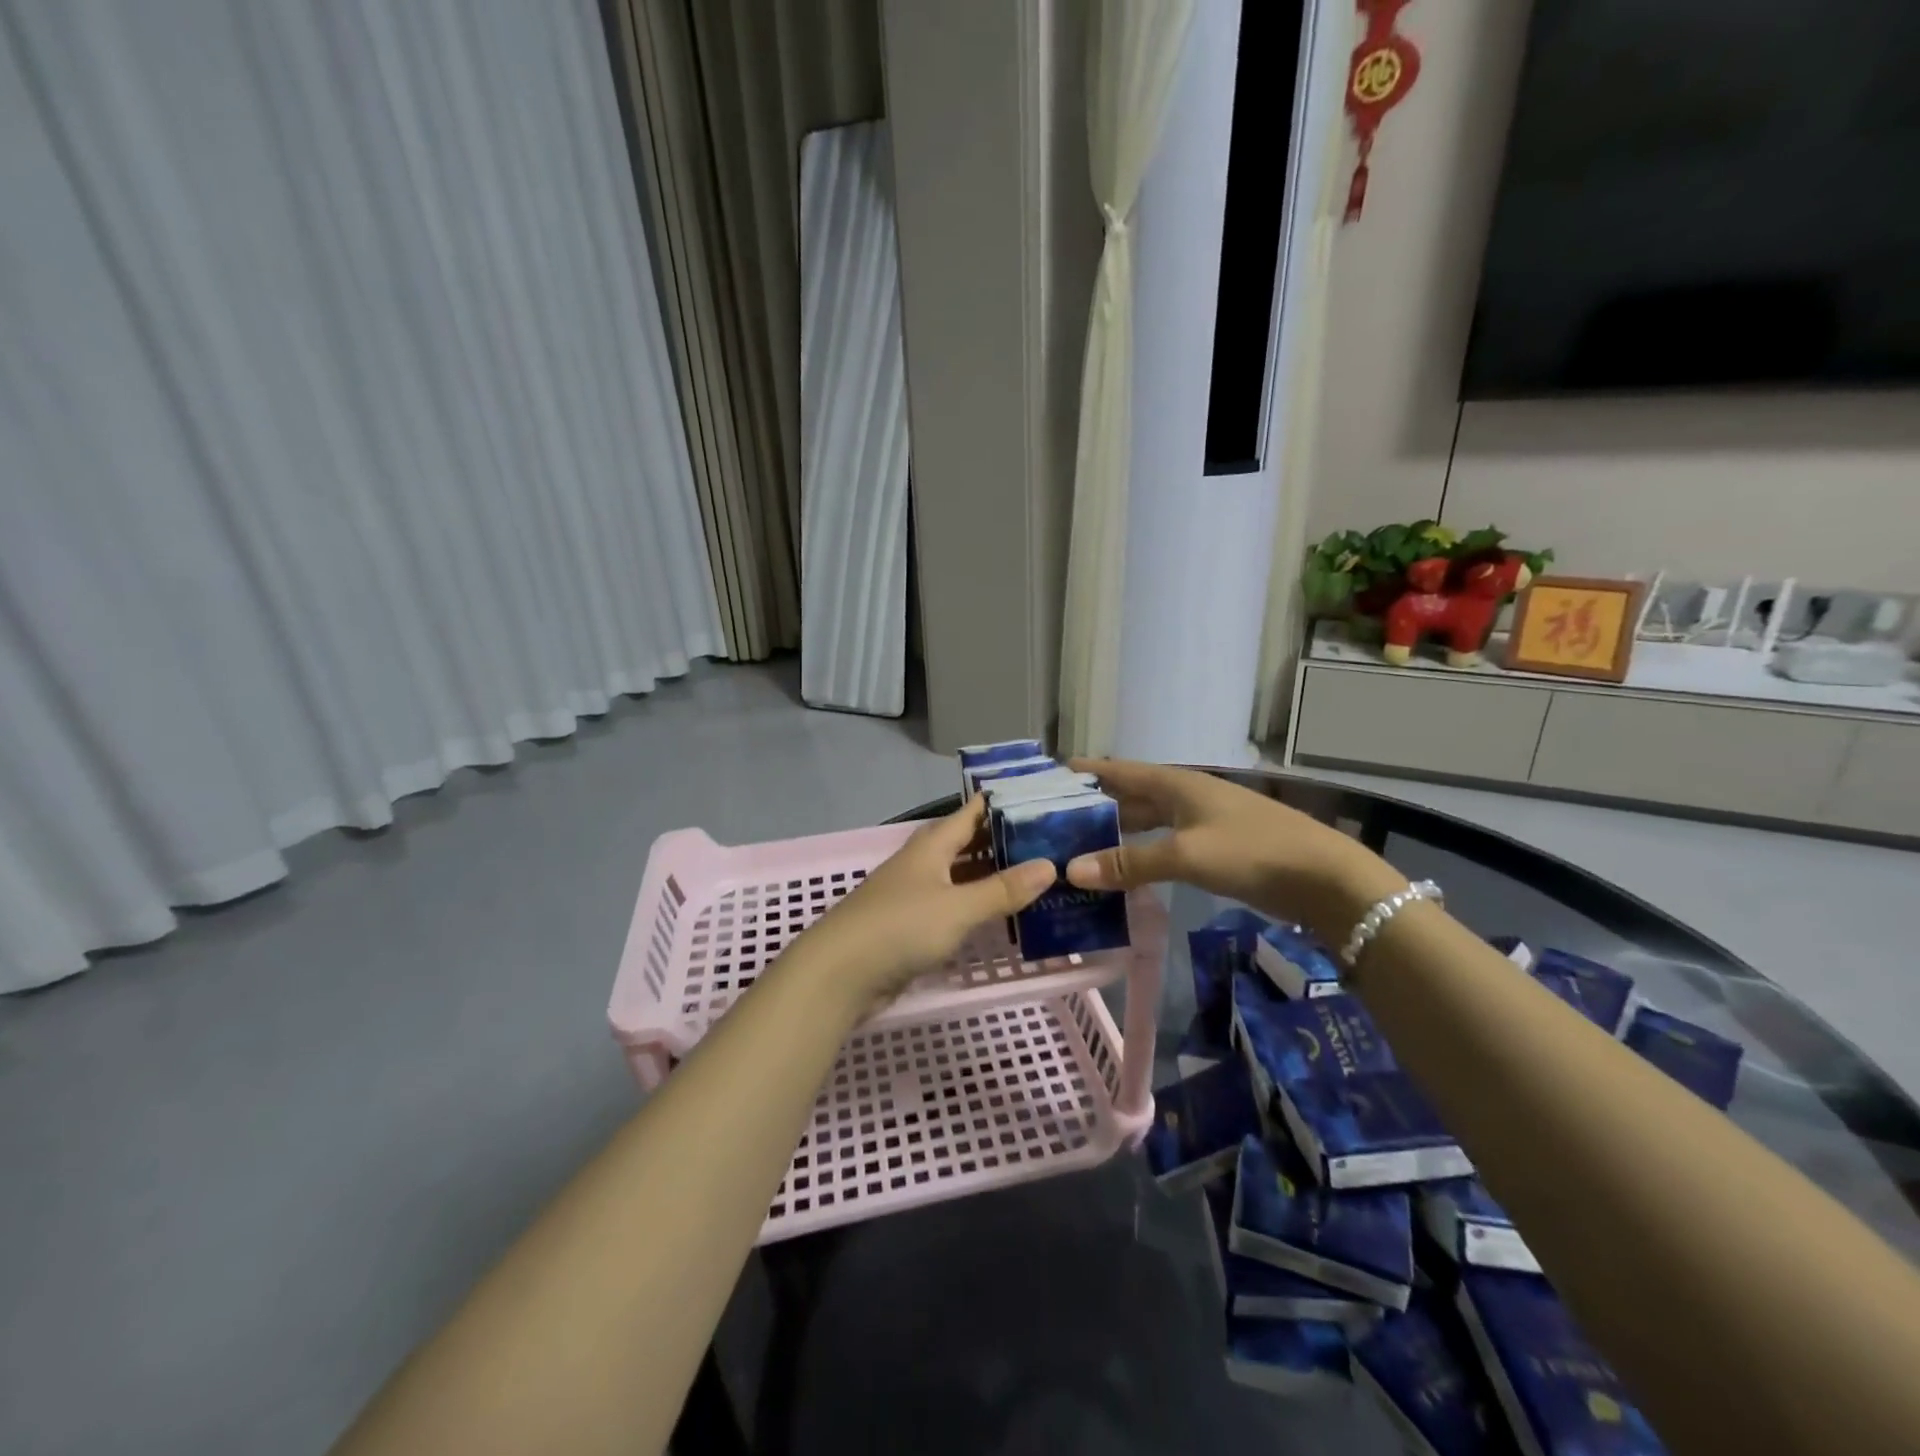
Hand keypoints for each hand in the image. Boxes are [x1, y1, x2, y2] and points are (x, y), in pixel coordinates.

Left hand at [781, 798, 1056, 1013]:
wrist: (839, 975)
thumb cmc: (899, 928)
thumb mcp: (957, 907)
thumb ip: (1002, 889)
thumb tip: (1050, 865)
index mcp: (930, 847)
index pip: (968, 813)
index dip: (998, 802)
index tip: (1035, 794)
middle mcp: (921, 864)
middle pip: (964, 843)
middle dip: (999, 839)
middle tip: (1044, 838)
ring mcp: (913, 895)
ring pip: (958, 876)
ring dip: (988, 874)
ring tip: (1031, 872)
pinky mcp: (909, 926)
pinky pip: (951, 906)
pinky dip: (974, 904)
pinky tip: (997, 913)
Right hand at [1061, 759, 1406, 943]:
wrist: (1324, 877)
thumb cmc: (1252, 852)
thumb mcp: (1185, 855)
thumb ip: (1129, 862)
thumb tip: (1071, 870)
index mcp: (1175, 784)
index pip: (1118, 770)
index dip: (1084, 771)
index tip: (1045, 776)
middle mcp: (1184, 796)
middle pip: (1128, 796)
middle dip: (1092, 806)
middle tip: (1050, 822)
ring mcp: (1200, 822)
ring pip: (1146, 822)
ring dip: (1115, 832)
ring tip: (1076, 847)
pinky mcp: (1213, 848)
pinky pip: (1162, 846)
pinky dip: (1138, 854)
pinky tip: (1122, 871)